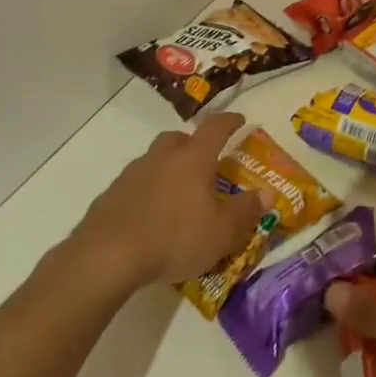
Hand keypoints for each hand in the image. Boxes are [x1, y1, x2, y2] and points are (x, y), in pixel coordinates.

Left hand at [72, 112, 262, 291]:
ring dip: (168, 169)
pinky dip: (147, 192)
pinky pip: (136, 185)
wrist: (107, 256)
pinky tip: (151, 217)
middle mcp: (162, 157)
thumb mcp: (222, 231)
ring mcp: (132, 174)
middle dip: (192, 144)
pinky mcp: (110, 196)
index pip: (215, 128)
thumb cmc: (174, 237)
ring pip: (155, 160)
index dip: (229, 121)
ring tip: (177, 195)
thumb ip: (246, 210)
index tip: (239, 120)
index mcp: (193, 159)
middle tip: (203, 162)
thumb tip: (267, 193)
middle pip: (178, 138)